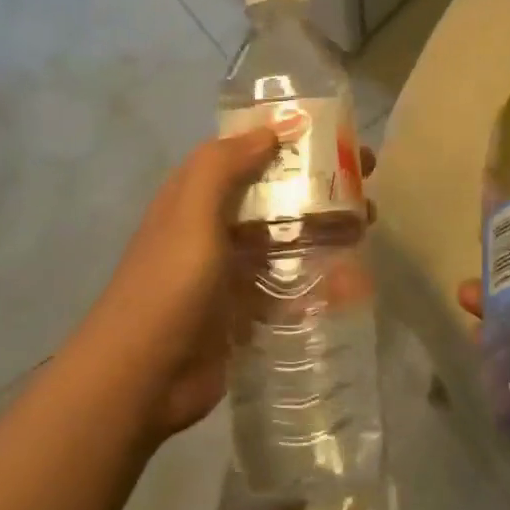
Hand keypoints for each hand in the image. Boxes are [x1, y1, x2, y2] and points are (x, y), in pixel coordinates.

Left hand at [80, 128, 375, 443]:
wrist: (140, 379)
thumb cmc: (168, 286)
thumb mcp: (191, 214)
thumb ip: (224, 166)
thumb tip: (272, 130)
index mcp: (195, 195)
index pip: (246, 152)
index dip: (286, 138)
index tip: (333, 132)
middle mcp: (213, 226)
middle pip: (274, 193)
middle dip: (318, 182)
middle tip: (367, 178)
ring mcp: (230, 271)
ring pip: (286, 238)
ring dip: (325, 228)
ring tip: (368, 224)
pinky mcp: (245, 311)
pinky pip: (289, 286)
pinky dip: (319, 280)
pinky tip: (354, 281)